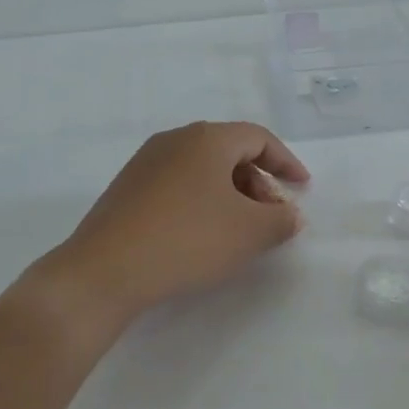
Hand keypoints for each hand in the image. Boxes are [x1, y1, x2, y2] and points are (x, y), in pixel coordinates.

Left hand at [37, 121, 309, 330]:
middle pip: (229, 152)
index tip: (303, 188)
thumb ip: (281, 220)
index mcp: (207, 138)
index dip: (286, 162)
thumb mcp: (250, 233)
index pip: (258, 138)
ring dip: (230, 194)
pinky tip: (201, 235)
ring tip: (238, 231)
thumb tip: (290, 214)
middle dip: (258, 182)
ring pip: (202, 170)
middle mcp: (174, 140)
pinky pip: (177, 185)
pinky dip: (201, 202)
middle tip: (271, 217)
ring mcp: (145, 162)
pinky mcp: (127, 188)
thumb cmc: (188, 240)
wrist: (105, 270)